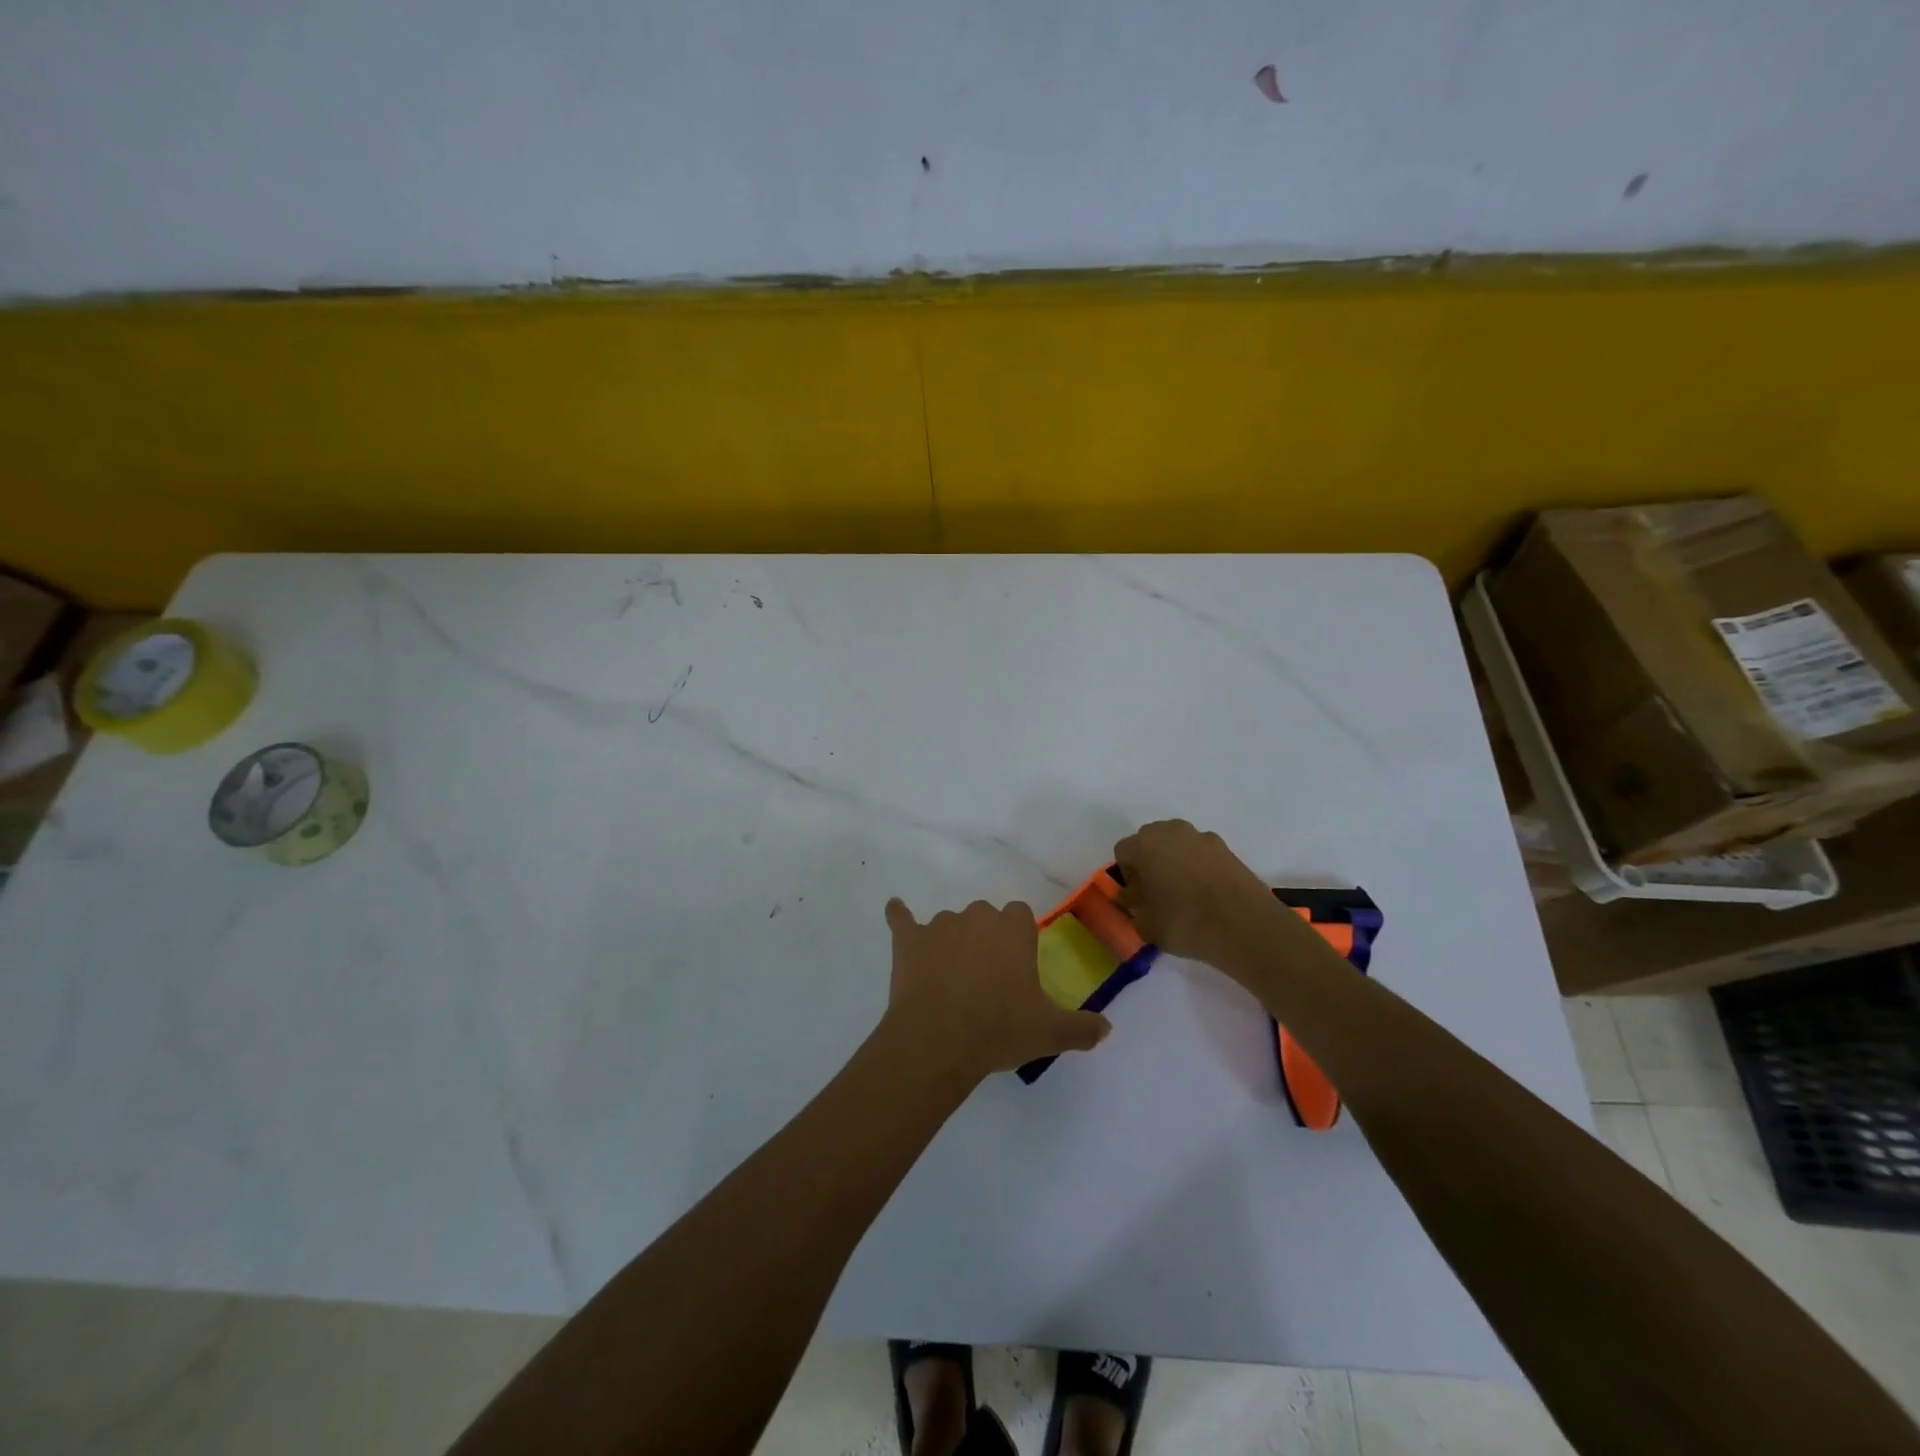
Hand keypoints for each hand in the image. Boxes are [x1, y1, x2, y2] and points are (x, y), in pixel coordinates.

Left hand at [881, 898, 1110, 1081]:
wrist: (938, 1040)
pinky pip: (902, 918)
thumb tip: (1106, 1028)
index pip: (1020, 915)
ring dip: (951, 942)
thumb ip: (1082, 1028)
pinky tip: (895, 911)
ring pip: (949, 923)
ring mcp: (939, 925)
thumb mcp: (1050, 1033)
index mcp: (1013, 930)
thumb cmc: (999, 1029)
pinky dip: (899, 916)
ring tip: (950, 981)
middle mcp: (977, 917)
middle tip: (986, 980)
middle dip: (986, 940)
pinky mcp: (908, 940)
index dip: (1018, 939)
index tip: (1016, 967)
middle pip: (985, 916)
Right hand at [1113, 819, 1289, 972]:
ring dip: (1175, 861)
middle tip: (1157, 892)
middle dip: (1149, 862)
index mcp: (1144, 844)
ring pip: (1177, 844)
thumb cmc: (1185, 922)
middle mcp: (1171, 831)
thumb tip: (1134, 898)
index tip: (1138, 897)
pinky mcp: (1227, 848)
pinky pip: (1201, 853)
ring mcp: (1202, 837)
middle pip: (1150, 841)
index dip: (1128, 875)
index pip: (1123, 852)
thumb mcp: (1146, 925)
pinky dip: (1199, 866)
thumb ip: (1133, 907)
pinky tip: (1208, 894)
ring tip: (1185, 893)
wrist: (1245, 926)